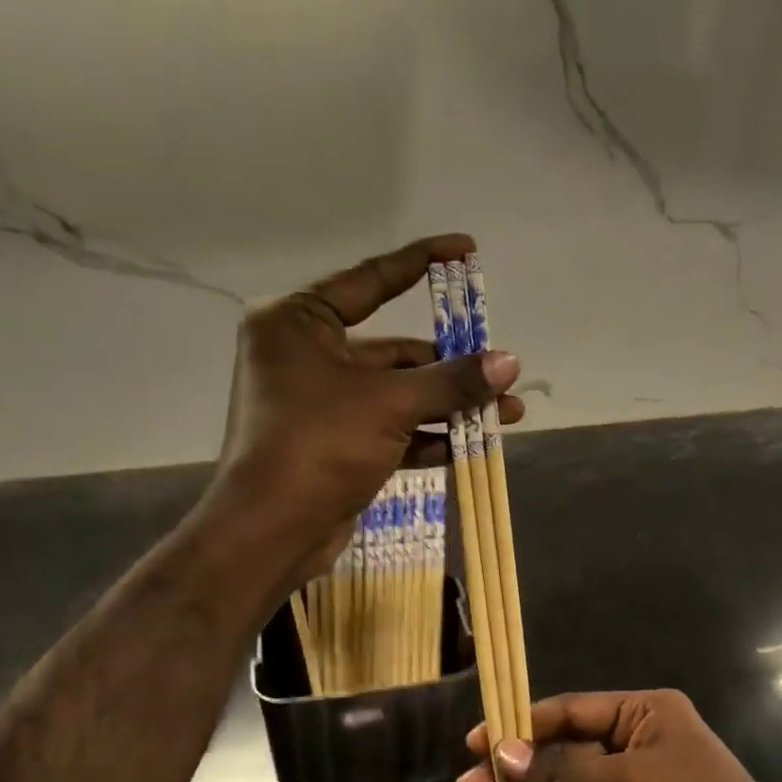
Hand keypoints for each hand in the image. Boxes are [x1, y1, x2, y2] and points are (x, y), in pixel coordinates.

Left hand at [216, 233, 521, 581]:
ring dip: (449, 405)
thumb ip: (451, 380)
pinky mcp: (336, 444)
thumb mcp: (389, 404)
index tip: (466, 249)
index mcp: (299, 323)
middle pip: (393, 350)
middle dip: (452, 366)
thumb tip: (510, 362)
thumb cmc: (318, 445)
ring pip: (397, 393)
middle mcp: (306, 356)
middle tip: (502, 371)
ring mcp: (321, 403)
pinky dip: (427, 436)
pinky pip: (390, 428)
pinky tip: (471, 444)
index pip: (371, 280)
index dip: (421, 262)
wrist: (271, 532)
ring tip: (507, 413)